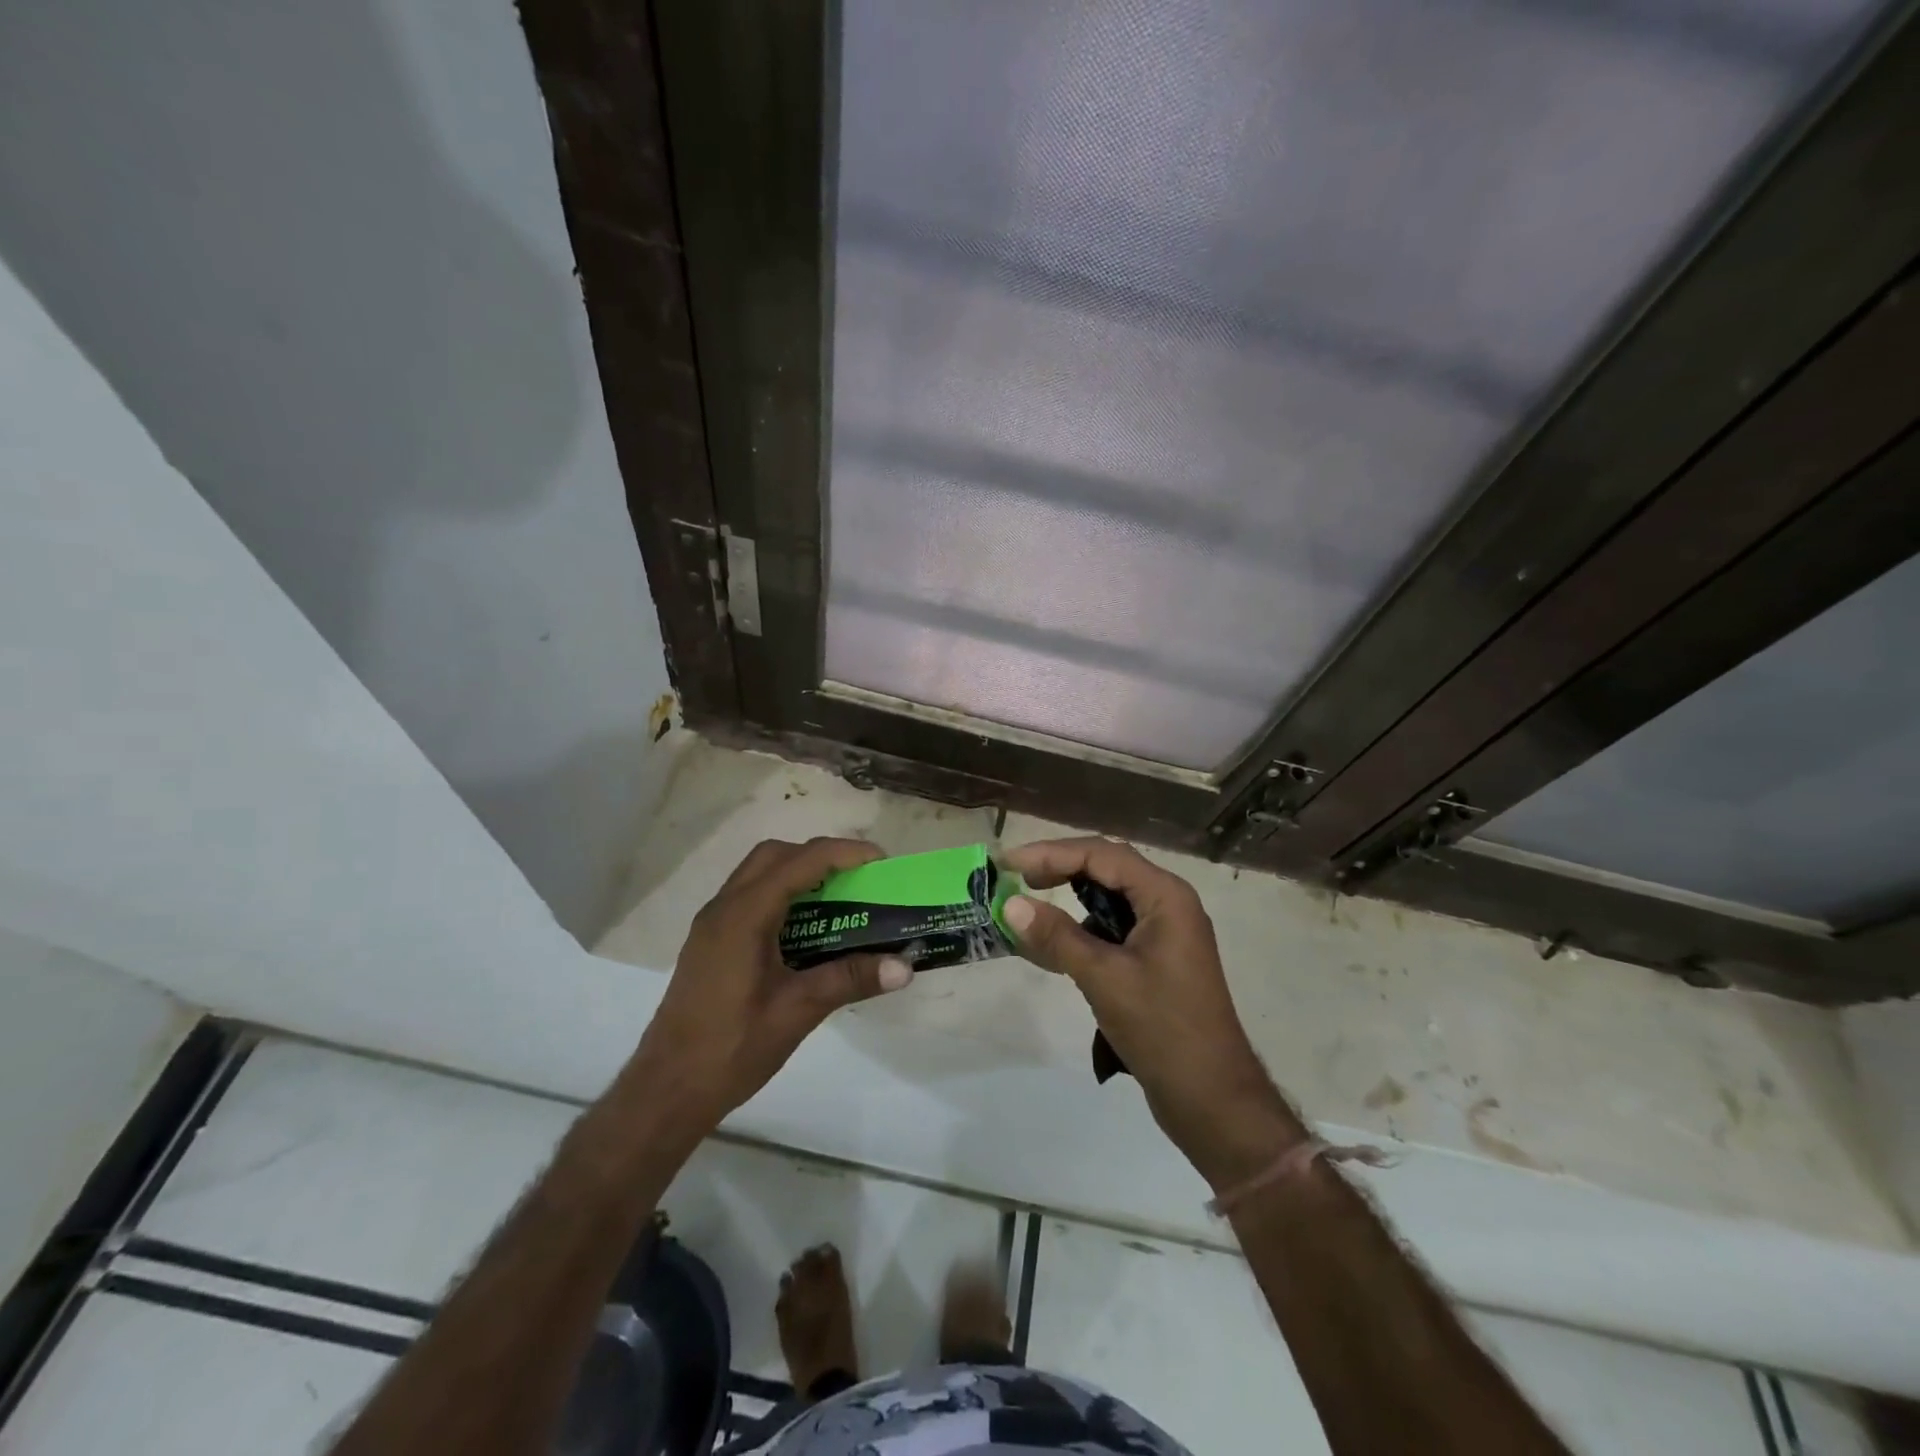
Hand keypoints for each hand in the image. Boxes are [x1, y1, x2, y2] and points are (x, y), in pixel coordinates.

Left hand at [627, 837, 912, 1127]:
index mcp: (744, 916)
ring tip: (838, 900)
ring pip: (758, 873)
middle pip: (775, 855)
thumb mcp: (798, 1011)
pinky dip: (781, 895)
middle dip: (820, 856)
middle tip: (857, 879)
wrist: (667, 1090)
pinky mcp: (710, 942)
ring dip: (799, 873)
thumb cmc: (732, 1048)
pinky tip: (804, 930)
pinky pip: (749, 897)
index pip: (800, 862)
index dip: (844, 853)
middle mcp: (724, 908)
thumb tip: (906, 967)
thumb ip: (850, 979)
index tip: (882, 861)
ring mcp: (712, 924)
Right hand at [1001, 837, 1303, 1185]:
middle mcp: (1168, 903)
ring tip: (1028, 906)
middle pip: (1106, 868)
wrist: (1212, 1098)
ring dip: (1069, 898)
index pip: (1102, 855)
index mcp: (1165, 896)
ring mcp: (1165, 931)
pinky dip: (1082, 928)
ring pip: (1109, 898)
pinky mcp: (1157, 958)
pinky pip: (1114, 927)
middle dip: (1059, 869)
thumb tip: (1010, 904)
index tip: (1009, 863)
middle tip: (1015, 878)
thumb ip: (1057, 936)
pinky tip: (1053, 944)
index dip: (1051, 853)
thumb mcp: (1104, 978)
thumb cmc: (1163, 1029)